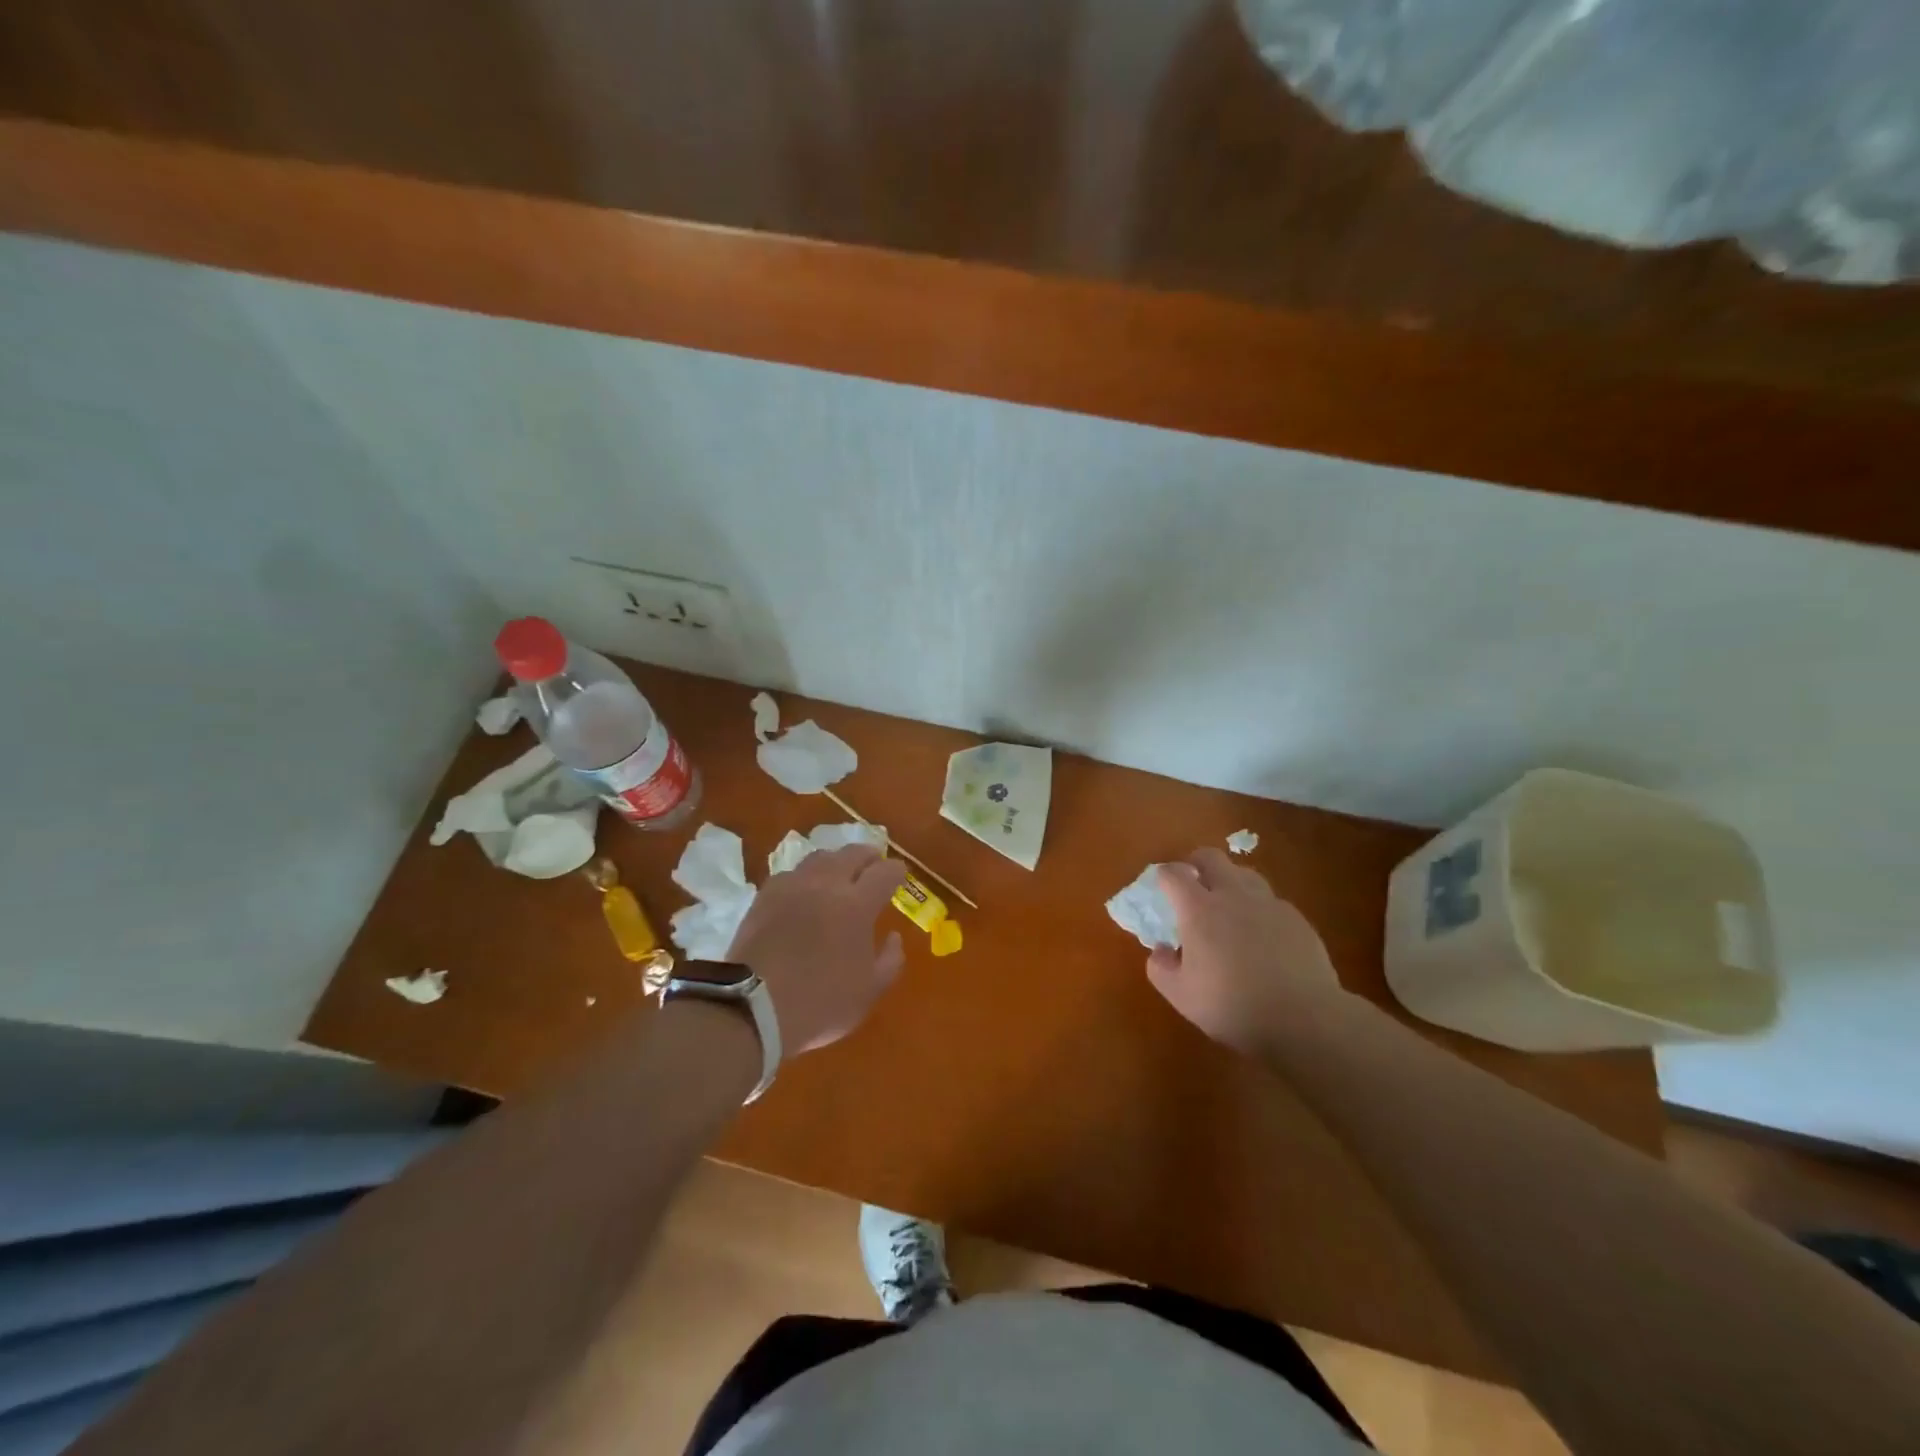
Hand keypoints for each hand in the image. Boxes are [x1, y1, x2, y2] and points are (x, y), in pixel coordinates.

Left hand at [727, 845, 907, 1053]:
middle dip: (867, 855)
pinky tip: (804, 891)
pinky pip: (791, 874)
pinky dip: (805, 877)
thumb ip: (890, 961)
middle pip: (851, 854)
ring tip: (838, 873)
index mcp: (857, 904)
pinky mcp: (764, 896)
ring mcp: (792, 887)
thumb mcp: (869, 992)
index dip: (896, 871)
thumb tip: (893, 936)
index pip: (884, 872)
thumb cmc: (820, 1003)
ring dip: (835, 861)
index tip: (899, 874)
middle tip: (873, 863)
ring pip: (819, 858)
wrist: (753, 1007)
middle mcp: (826, 884)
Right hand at [1146, 848, 1343, 1054]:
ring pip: (1245, 874)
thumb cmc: (1233, 1006)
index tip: (1161, 886)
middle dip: (1196, 863)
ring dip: (1230, 882)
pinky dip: (1259, 909)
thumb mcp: (1181, 995)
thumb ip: (1161, 968)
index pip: (1174, 874)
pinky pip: (1271, 901)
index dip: (1164, 875)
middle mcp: (1233, 895)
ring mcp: (1269, 904)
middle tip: (1192, 883)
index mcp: (1199, 909)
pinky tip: (1262, 936)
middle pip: (1211, 857)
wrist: (1304, 1019)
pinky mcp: (1297, 919)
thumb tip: (1160, 951)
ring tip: (1228, 907)